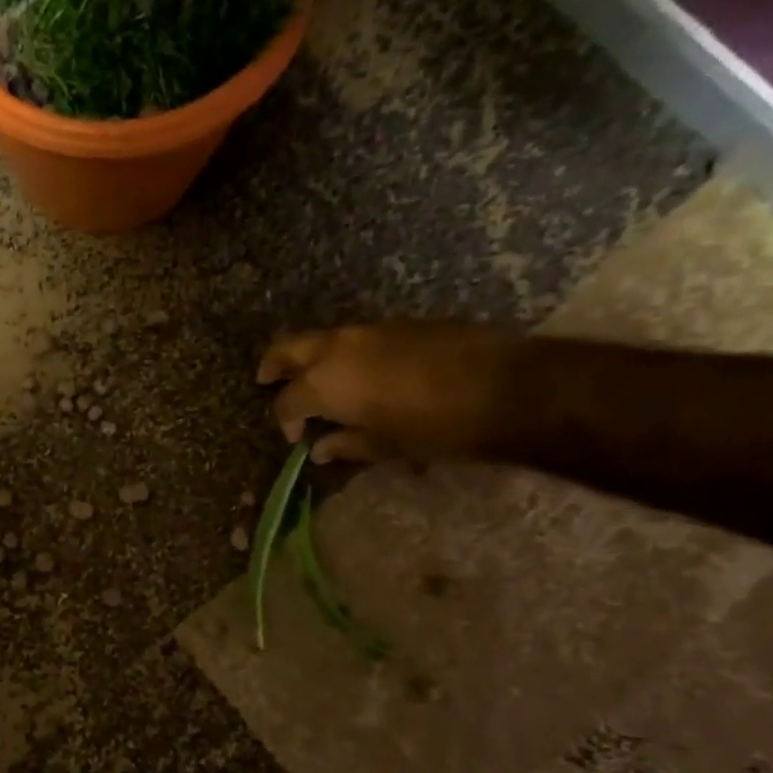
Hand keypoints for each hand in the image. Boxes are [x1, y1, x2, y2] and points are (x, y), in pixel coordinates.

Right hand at [256, 323, 517, 462]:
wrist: (506, 387)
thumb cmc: (435, 429)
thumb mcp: (385, 446)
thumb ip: (345, 444)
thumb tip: (319, 448)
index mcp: (325, 383)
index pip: (287, 401)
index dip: (285, 422)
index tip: (297, 438)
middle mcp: (337, 349)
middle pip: (289, 348)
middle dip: (274, 365)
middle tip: (267, 379)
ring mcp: (370, 330)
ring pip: (325, 339)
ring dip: (313, 358)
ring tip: (319, 381)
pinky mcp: (401, 323)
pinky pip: (358, 337)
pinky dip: (347, 353)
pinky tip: (364, 373)